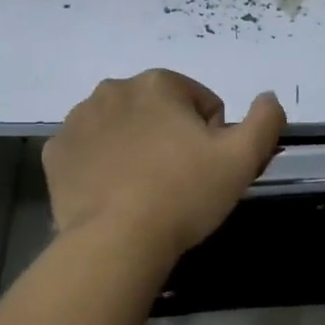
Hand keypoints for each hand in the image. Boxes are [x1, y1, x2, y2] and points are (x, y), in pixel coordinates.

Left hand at [44, 70, 285, 260]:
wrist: (117, 241)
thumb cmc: (184, 194)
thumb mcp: (242, 158)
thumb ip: (265, 120)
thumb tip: (269, 98)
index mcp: (158, 83)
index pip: (201, 104)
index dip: (212, 137)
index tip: (205, 169)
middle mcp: (113, 89)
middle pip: (159, 112)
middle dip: (171, 138)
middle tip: (178, 181)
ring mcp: (78, 120)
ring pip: (122, 128)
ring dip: (136, 148)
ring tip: (145, 190)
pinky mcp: (55, 152)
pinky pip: (89, 150)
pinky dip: (102, 165)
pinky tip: (114, 194)